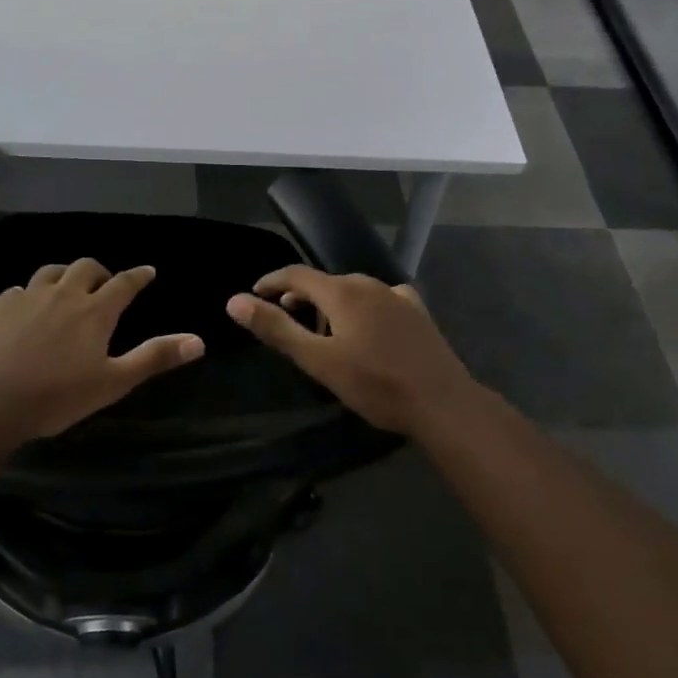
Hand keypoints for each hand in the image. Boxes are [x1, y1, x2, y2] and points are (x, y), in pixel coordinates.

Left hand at [0, 259, 204, 441]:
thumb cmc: (57, 396)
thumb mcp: (113, 382)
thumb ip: (154, 358)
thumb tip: (198, 341)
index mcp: (94, 312)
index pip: (124, 283)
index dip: (138, 276)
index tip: (148, 271)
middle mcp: (62, 294)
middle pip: (85, 268)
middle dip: (100, 272)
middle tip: (104, 284)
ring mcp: (26, 297)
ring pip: (50, 272)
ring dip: (64, 276)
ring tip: (65, 289)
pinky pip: (17, 291)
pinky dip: (28, 296)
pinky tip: (24, 311)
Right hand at [226, 266, 476, 435]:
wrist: (442, 402)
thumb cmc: (375, 384)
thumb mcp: (318, 360)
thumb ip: (276, 328)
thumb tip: (234, 301)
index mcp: (342, 291)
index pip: (295, 274)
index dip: (271, 281)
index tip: (253, 294)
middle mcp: (369, 283)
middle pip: (324, 282)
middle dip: (300, 297)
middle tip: (285, 321)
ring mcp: (397, 296)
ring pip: (352, 291)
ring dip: (330, 305)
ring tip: (322, 332)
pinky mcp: (417, 312)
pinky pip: (379, 300)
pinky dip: (361, 308)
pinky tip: (367, 327)